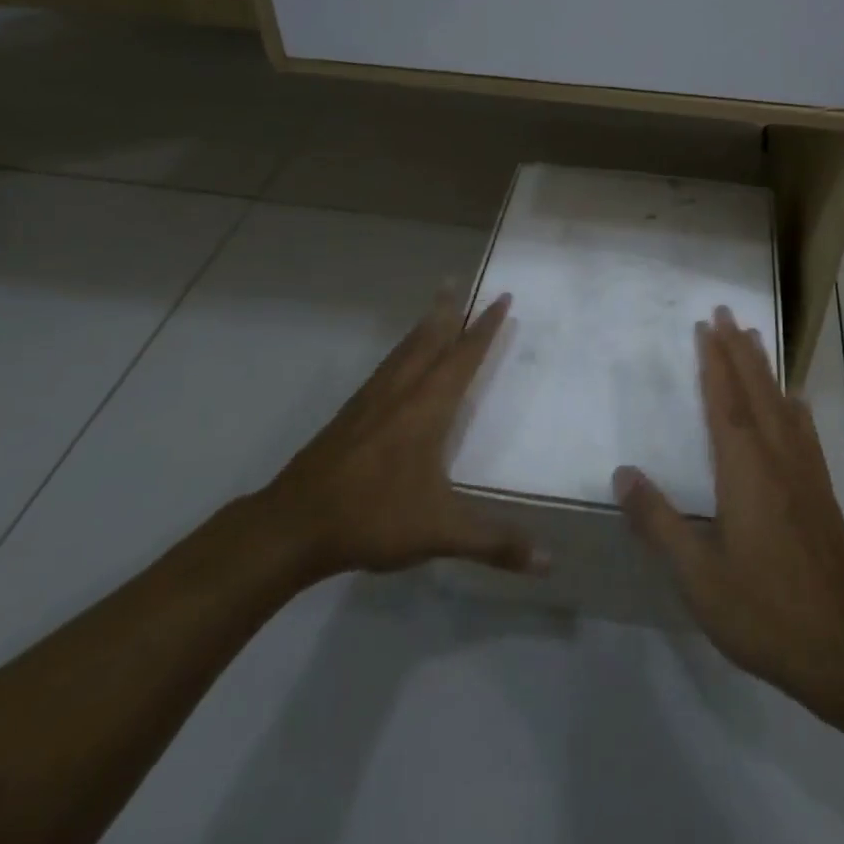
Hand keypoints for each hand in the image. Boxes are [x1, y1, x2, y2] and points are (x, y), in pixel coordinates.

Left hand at [259, 286, 542, 585]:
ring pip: (404, 351)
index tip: (501, 298)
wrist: (294, 524)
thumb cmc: (374, 516)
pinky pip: (385, 368)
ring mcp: (371, 400)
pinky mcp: (349, 415)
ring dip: (423, 326)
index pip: (464, 356)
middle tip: (457, 281)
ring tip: (434, 307)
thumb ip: (495, 543)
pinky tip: (397, 363)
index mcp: (428, 407)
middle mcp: (402, 392)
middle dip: (448, 311)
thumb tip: (549, 562)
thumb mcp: (441, 531)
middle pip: (429, 340)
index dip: (485, 327)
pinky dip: (400, 351)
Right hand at [614, 307, 843, 706]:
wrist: (842, 650)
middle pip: (755, 391)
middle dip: (739, 349)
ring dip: (765, 368)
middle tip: (727, 312)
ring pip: (782, 405)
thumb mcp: (697, 576)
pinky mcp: (821, 492)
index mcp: (744, 471)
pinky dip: (795, 407)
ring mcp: (804, 473)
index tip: (706, 325)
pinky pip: (805, 432)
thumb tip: (622, 472)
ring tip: (755, 338)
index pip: (724, 402)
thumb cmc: (762, 611)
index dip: (713, 361)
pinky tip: (796, 401)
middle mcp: (777, 458)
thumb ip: (658, 521)